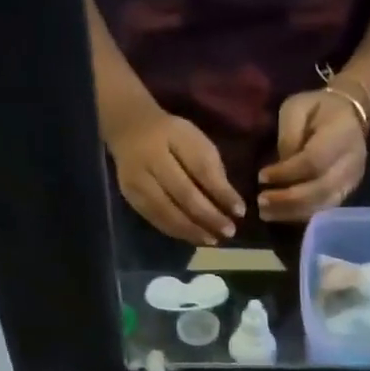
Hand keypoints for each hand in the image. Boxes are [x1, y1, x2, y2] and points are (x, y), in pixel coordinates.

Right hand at [106, 102, 244, 244]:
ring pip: (167, 212)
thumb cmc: (172, 136)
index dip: (222, 192)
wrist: (129, 129)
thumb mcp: (195, 140)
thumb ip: (211, 169)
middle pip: (184, 194)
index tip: (240, 211)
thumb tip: (229, 204)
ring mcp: (137, 180)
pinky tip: (193, 237)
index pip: (201, 168)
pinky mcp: (131, 197)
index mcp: (173, 137)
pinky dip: (177, 231)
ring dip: (193, 230)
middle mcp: (151, 159)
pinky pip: (156, 219)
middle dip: (209, 216)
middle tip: (229, 232)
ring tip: (212, 240)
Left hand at [258, 89, 367, 222]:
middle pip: (319, 190)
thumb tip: (279, 169)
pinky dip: (300, 215)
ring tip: (266, 213)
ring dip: (291, 213)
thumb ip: (288, 136)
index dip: (286, 173)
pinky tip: (281, 214)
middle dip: (286, 200)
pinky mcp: (347, 193)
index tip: (261, 177)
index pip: (313, 162)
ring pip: (322, 206)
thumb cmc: (318, 109)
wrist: (350, 114)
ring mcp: (351, 182)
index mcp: (341, 135)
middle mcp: (351, 163)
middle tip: (260, 202)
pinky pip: (323, 211)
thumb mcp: (296, 108)